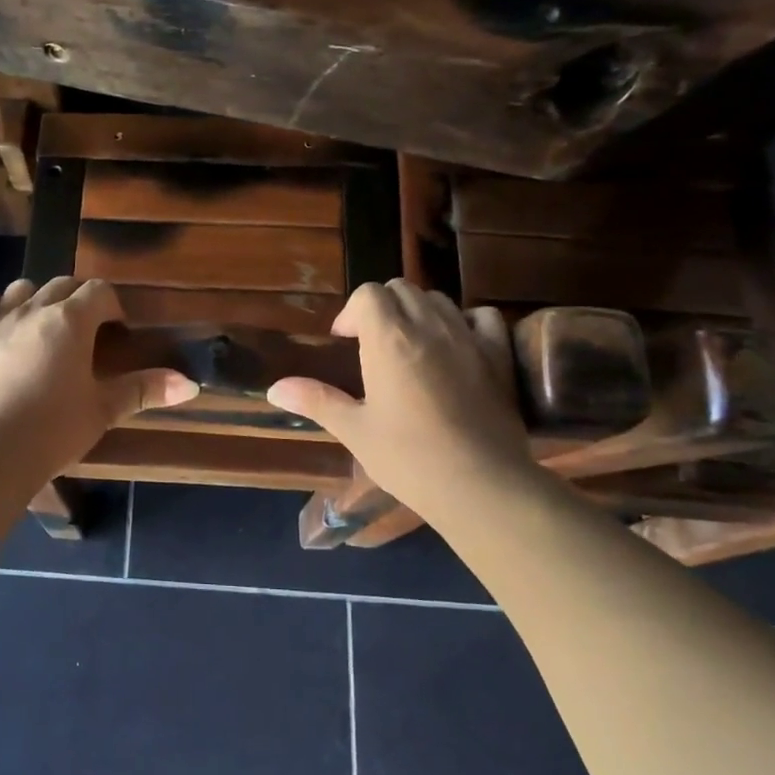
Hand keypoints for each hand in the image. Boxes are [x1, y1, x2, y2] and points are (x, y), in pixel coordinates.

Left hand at [0, 277, 198, 474]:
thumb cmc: (54, 430)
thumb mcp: (103, 410)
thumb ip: (144, 390)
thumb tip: (190, 384)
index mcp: (71, 321)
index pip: (99, 291)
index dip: (112, 305)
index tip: (117, 330)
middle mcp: (33, 311)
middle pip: (62, 284)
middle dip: (79, 299)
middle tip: (87, 329)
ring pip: (20, 289)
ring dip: (37, 298)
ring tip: (44, 324)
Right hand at [266, 281, 540, 521]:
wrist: (481, 485)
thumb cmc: (409, 458)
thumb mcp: (354, 431)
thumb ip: (316, 400)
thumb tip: (274, 389)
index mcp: (388, 340)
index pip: (368, 294)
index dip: (352, 313)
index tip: (346, 342)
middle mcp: (428, 327)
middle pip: (401, 289)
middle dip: (382, 308)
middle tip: (373, 345)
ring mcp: (468, 338)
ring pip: (438, 299)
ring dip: (418, 312)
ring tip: (410, 346)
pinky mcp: (499, 356)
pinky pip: (483, 316)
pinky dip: (465, 321)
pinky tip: (456, 345)